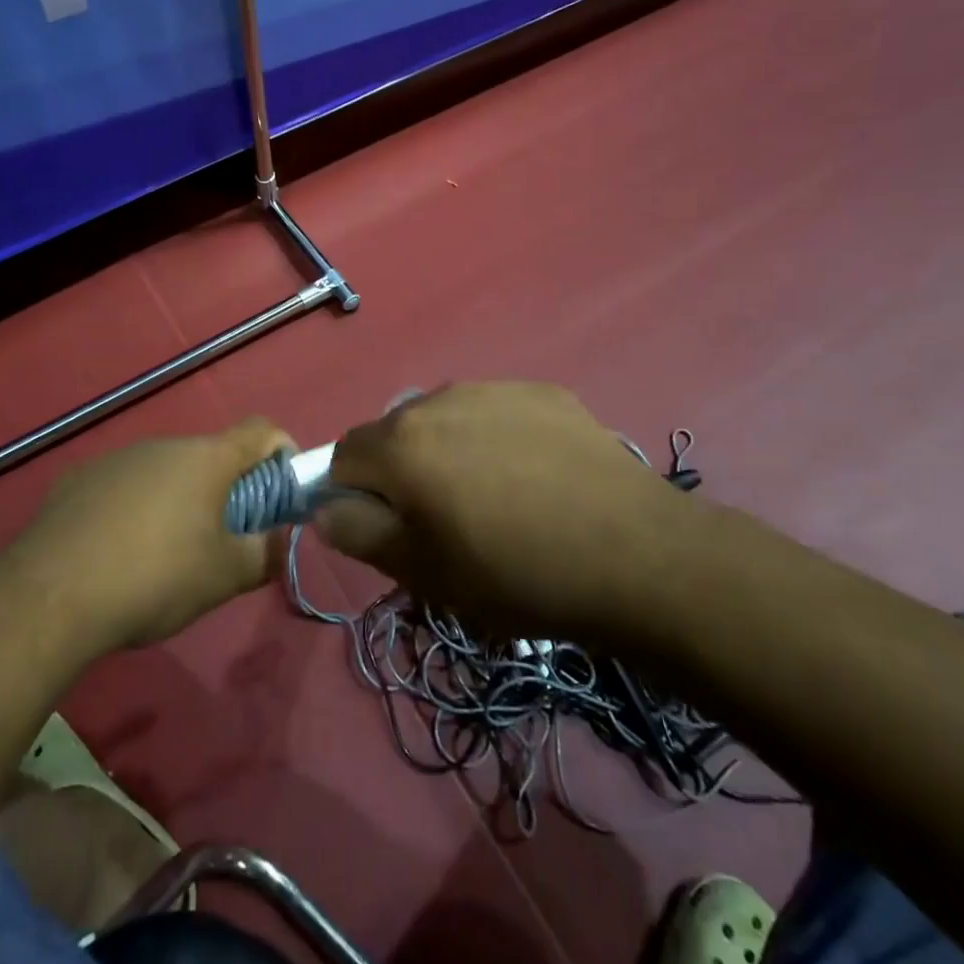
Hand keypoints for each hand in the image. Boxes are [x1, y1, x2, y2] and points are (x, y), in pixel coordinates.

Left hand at [11, 419, 293, 650]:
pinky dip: (133, 507)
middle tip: (222, 538)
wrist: (50, 595)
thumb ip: (265, 554)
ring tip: (164, 553)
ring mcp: (117, 458)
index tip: (281, 487)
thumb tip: (281, 540)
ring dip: (178, 499)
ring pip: (164, 471)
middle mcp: (163, 445)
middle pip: (210, 455)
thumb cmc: (154, 578)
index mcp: (206, 459)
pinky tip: (115, 552)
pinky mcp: (78, 478)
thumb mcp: (223, 577)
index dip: (280, 451)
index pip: (260, 430)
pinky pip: (123, 485)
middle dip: (226, 488)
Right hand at [317, 382, 691, 641]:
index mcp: (402, 443)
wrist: (636, 555)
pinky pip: (496, 413)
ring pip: (446, 419)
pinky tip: (538, 479)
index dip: (355, 494)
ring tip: (499, 501)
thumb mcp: (425, 573)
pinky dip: (498, 439)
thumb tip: (328, 508)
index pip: (344, 455)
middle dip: (404, 472)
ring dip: (451, 452)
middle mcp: (439, 399)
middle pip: (395, 433)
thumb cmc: (516, 574)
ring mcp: (495, 389)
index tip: (389, 529)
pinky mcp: (542, 392)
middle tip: (446, 522)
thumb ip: (361, 534)